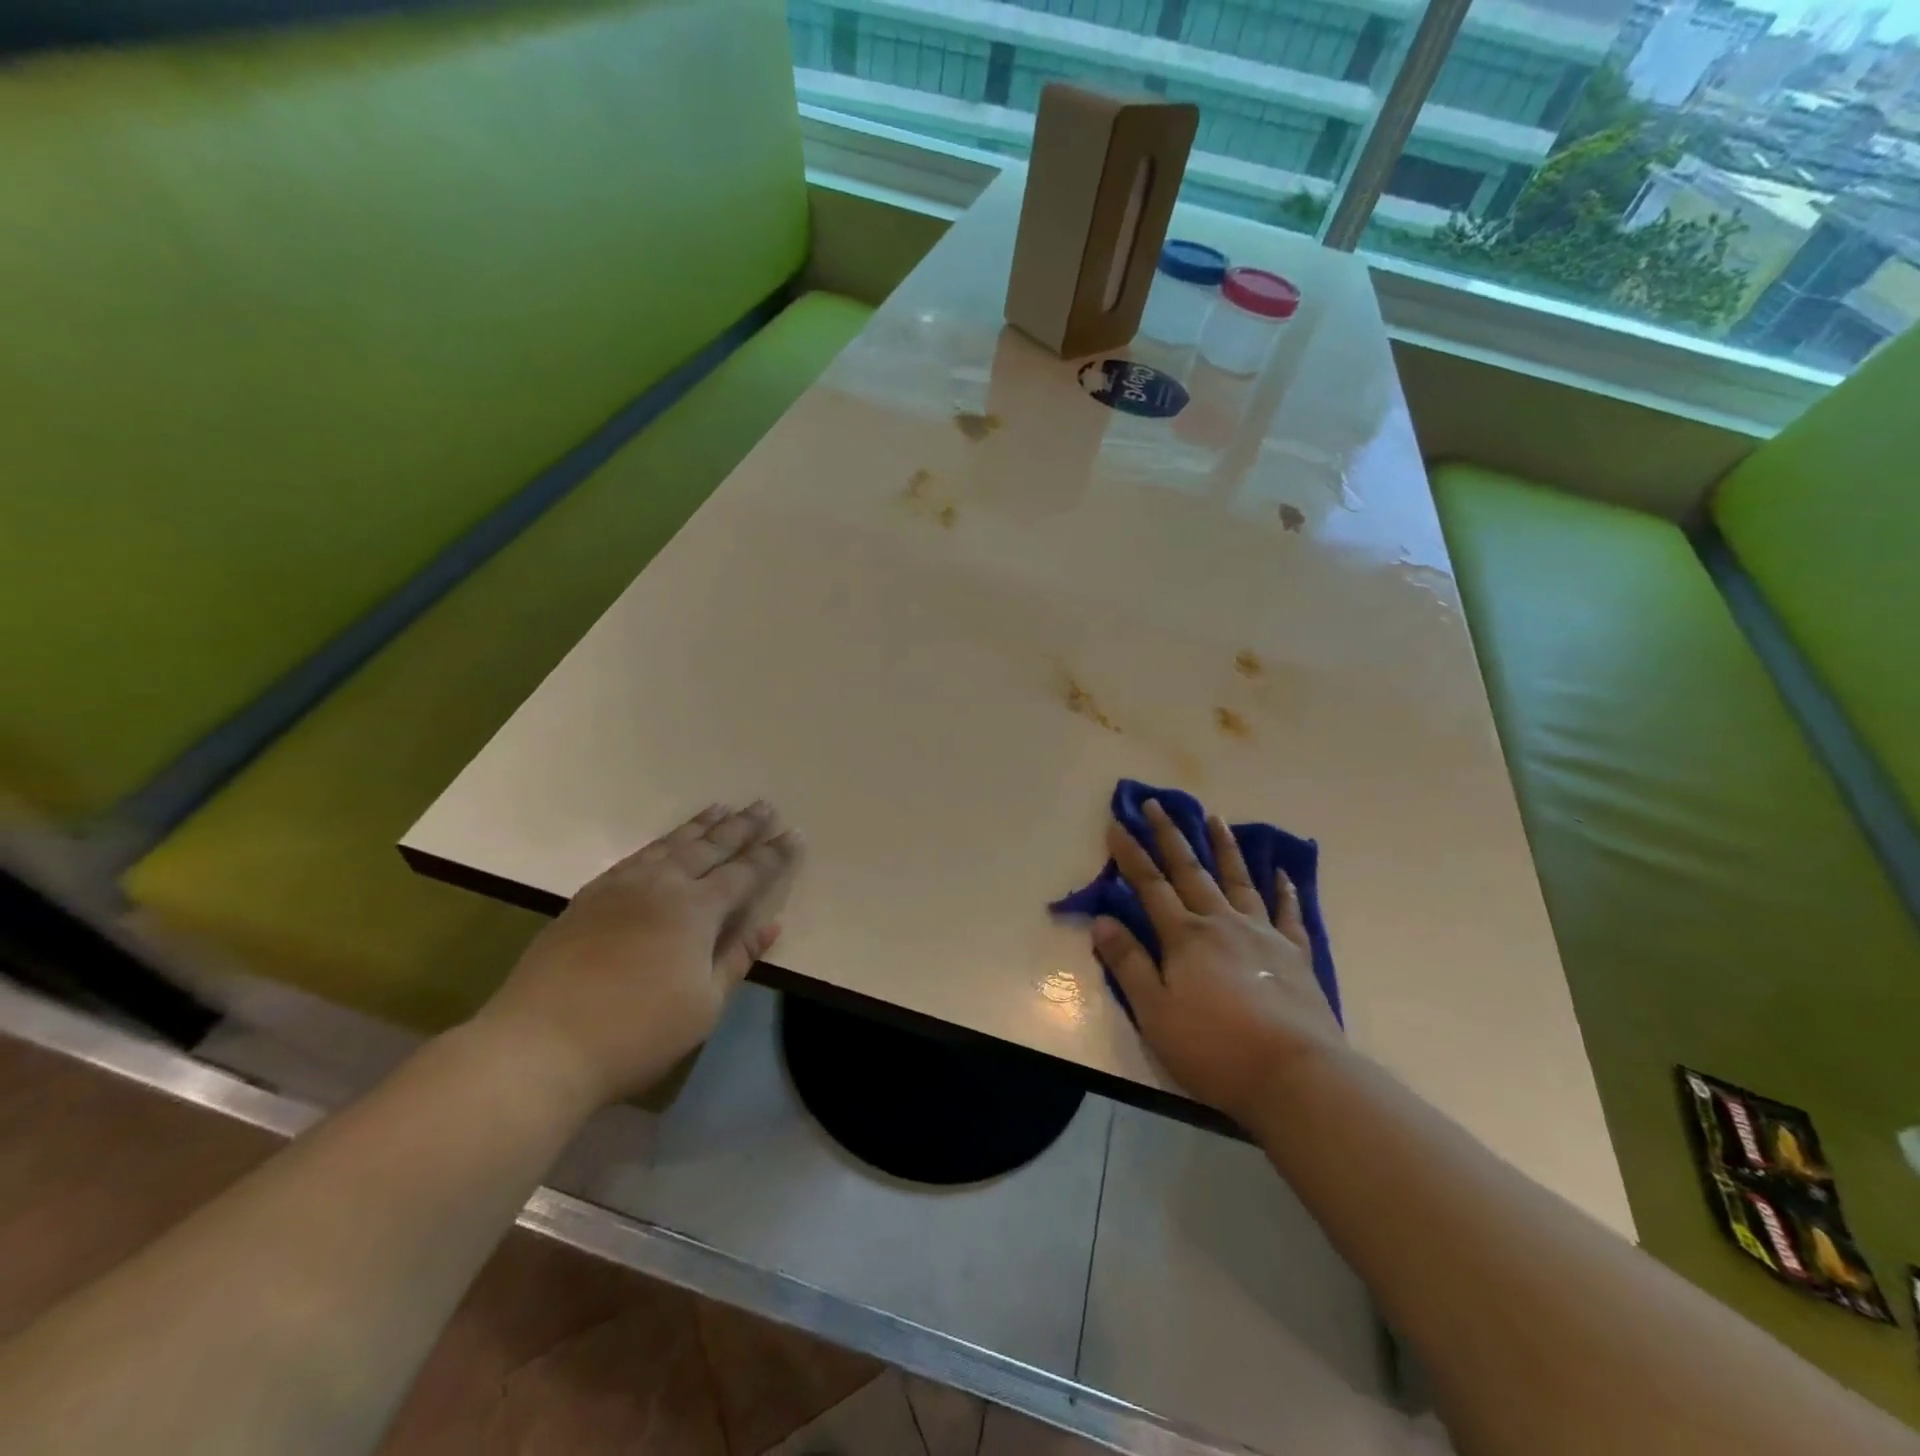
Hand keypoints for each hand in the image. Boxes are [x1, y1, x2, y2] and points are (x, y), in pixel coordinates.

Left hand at [474, 802, 802, 1107]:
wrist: (540, 1046)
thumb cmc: (636, 1032)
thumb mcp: (704, 1004)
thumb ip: (737, 957)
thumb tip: (769, 924)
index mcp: (696, 910)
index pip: (745, 873)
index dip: (771, 855)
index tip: (793, 835)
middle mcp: (662, 885)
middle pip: (710, 847)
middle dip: (741, 827)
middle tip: (764, 806)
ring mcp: (621, 887)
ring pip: (670, 845)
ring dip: (700, 826)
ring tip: (721, 808)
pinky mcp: (589, 897)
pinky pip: (637, 856)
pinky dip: (661, 843)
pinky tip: (666, 843)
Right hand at [1093, 800, 1341, 1129]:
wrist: (1296, 1075)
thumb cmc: (1215, 1048)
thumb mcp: (1155, 1013)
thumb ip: (1129, 964)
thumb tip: (1101, 922)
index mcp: (1185, 937)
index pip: (1150, 885)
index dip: (1131, 854)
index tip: (1118, 824)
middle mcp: (1222, 923)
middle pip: (1191, 871)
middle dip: (1170, 836)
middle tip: (1158, 803)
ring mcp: (1263, 935)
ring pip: (1239, 880)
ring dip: (1224, 848)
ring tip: (1215, 818)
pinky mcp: (1295, 955)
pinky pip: (1287, 913)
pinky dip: (1284, 890)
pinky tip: (1282, 873)